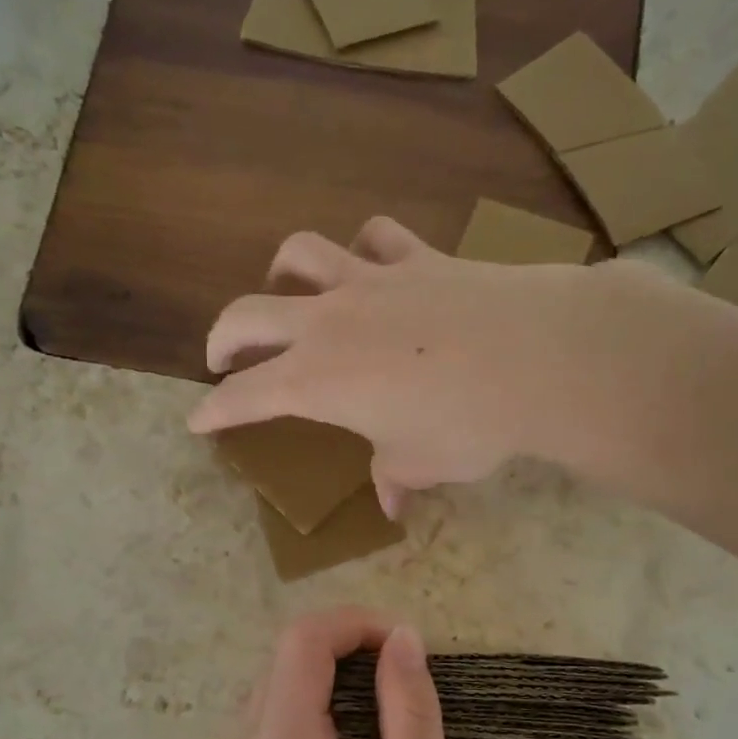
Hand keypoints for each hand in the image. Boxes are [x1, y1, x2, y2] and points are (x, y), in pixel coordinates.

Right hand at [188, 217, 671, 514]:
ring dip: (281, 271)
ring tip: (285, 288)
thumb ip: (396, 476)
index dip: (215, 411)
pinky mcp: (416, 258)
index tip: (197, 420)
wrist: (540, 358)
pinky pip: (376, 237)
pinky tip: (371, 260)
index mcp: (316, 381)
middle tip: (222, 355)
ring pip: (301, 255)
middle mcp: (328, 324)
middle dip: (224, 336)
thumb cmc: (469, 424)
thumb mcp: (424, 463)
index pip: (245, 397)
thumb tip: (391, 501)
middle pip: (248, 315)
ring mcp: (370, 282)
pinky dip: (365, 247)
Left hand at [223, 606, 451, 738]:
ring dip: (332, 673)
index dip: (354, 623)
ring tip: (383, 707)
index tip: (403, 644)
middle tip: (401, 676)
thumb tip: (403, 637)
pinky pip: (274, 714)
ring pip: (280, 681)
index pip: (302, 640)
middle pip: (288, 656)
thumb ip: (410, 711)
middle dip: (347, 646)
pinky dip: (315, 703)